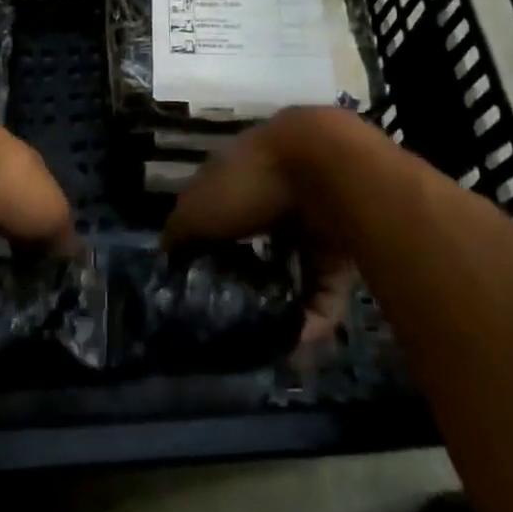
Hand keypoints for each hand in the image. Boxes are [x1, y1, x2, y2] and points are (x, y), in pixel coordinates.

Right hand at [161, 108, 369, 344]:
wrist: (331, 168)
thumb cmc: (250, 182)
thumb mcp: (197, 208)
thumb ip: (179, 233)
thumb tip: (167, 256)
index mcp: (239, 172)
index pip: (217, 207)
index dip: (206, 241)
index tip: (198, 279)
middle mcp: (275, 191)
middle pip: (257, 240)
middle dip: (247, 278)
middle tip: (233, 316)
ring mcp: (313, 216)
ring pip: (294, 268)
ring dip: (281, 305)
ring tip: (264, 339)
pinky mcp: (345, 244)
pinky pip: (325, 287)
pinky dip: (312, 315)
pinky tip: (294, 343)